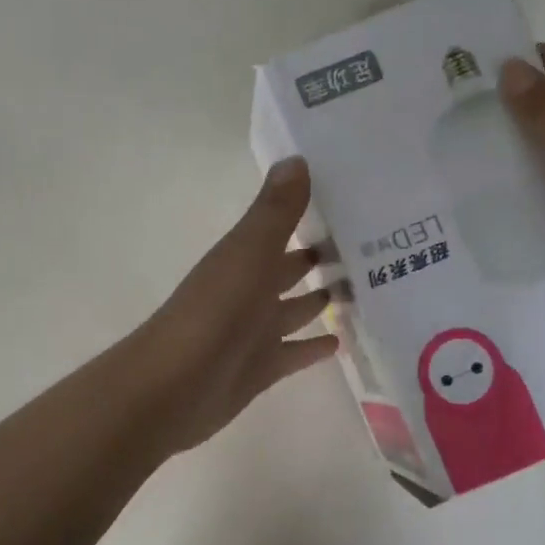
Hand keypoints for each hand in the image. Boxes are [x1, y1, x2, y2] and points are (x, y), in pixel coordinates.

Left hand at [135, 157, 339, 453]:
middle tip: (371, 247)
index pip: (282, 229)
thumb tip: (297, 157)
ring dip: (321, 300)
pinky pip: (294, 353)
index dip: (311, 215)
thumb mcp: (248, 254)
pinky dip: (314, 347)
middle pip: (290, 269)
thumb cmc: (213, 314)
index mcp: (244, 258)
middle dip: (321, 258)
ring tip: (366, 290)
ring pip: (294, 310)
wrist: (173, 388)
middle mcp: (249, 291)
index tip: (355, 202)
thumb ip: (274, 211)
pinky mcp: (261, 369)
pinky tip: (341, 342)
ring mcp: (254, 332)